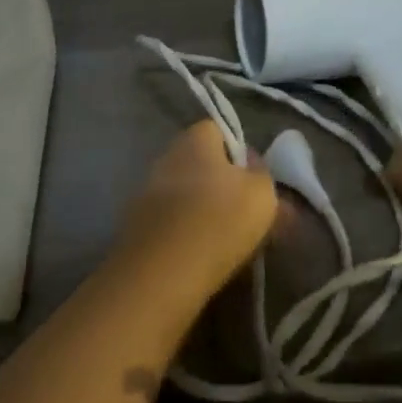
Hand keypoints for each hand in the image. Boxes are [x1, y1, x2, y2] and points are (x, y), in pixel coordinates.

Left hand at [114, 121, 277, 299]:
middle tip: (248, 214)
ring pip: (188, 195)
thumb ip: (262, 174)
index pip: (219, 130)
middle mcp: (166, 157)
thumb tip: (252, 166)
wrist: (163, 271)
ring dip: (207, 211)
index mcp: (194, 139)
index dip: (239, 152)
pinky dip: (188, 233)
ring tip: (232, 241)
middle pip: (202, 164)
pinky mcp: (138, 225)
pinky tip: (205, 255)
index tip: (255, 180)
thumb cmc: (220, 220)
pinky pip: (174, 221)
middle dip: (224, 185)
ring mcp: (147, 191)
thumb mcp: (262, 193)